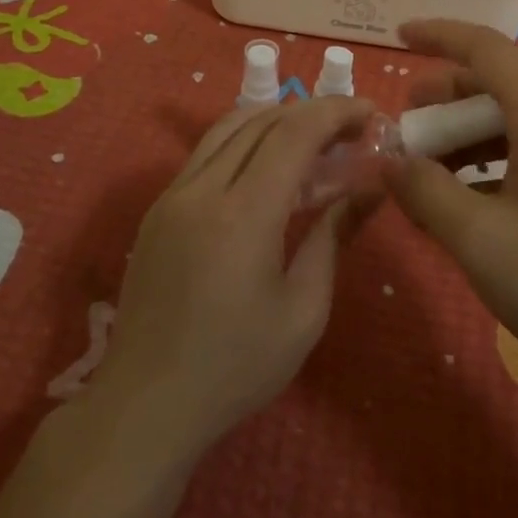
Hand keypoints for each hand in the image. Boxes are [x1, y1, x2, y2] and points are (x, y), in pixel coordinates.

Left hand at [89, 95, 376, 459]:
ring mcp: (173, 195)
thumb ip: (334, 237)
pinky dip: (245, 141)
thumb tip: (370, 189)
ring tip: (314, 139)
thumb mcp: (304, 310)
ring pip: (228, 128)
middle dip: (312, 112)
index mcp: (242, 214)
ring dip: (276, 120)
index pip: (294, 132)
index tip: (371, 112)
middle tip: (351, 129)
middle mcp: (202, 189)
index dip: (336, 112)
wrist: (146, 405)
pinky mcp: (159, 209)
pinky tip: (269, 168)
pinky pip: (206, 153)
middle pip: (261, 120)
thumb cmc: (236, 367)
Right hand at [384, 20, 517, 387]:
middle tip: (406, 130)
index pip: (485, 48)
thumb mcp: (481, 240)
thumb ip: (425, 192)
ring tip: (430, 175)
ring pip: (517, 122)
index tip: (398, 36)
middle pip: (498, 84)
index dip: (438, 35)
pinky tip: (474, 205)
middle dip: (444, 99)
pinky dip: (496, 163)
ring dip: (467, 137)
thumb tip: (388, 159)